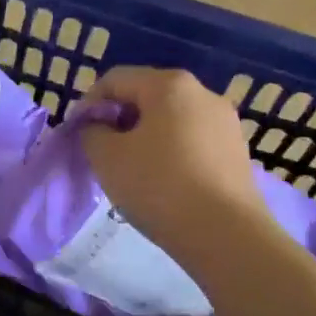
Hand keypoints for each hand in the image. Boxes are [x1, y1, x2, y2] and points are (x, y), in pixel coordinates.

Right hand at [80, 68, 267, 258]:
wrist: (227, 235)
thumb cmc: (160, 186)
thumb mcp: (107, 158)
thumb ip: (92, 132)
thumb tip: (98, 126)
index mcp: (169, 84)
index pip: (115, 80)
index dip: (89, 104)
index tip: (78, 135)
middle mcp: (202, 92)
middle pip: (146, 95)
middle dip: (119, 119)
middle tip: (103, 153)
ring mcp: (225, 121)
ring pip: (171, 119)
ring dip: (146, 136)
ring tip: (133, 170)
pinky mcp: (237, 150)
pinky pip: (193, 140)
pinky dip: (172, 152)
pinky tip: (165, 182)